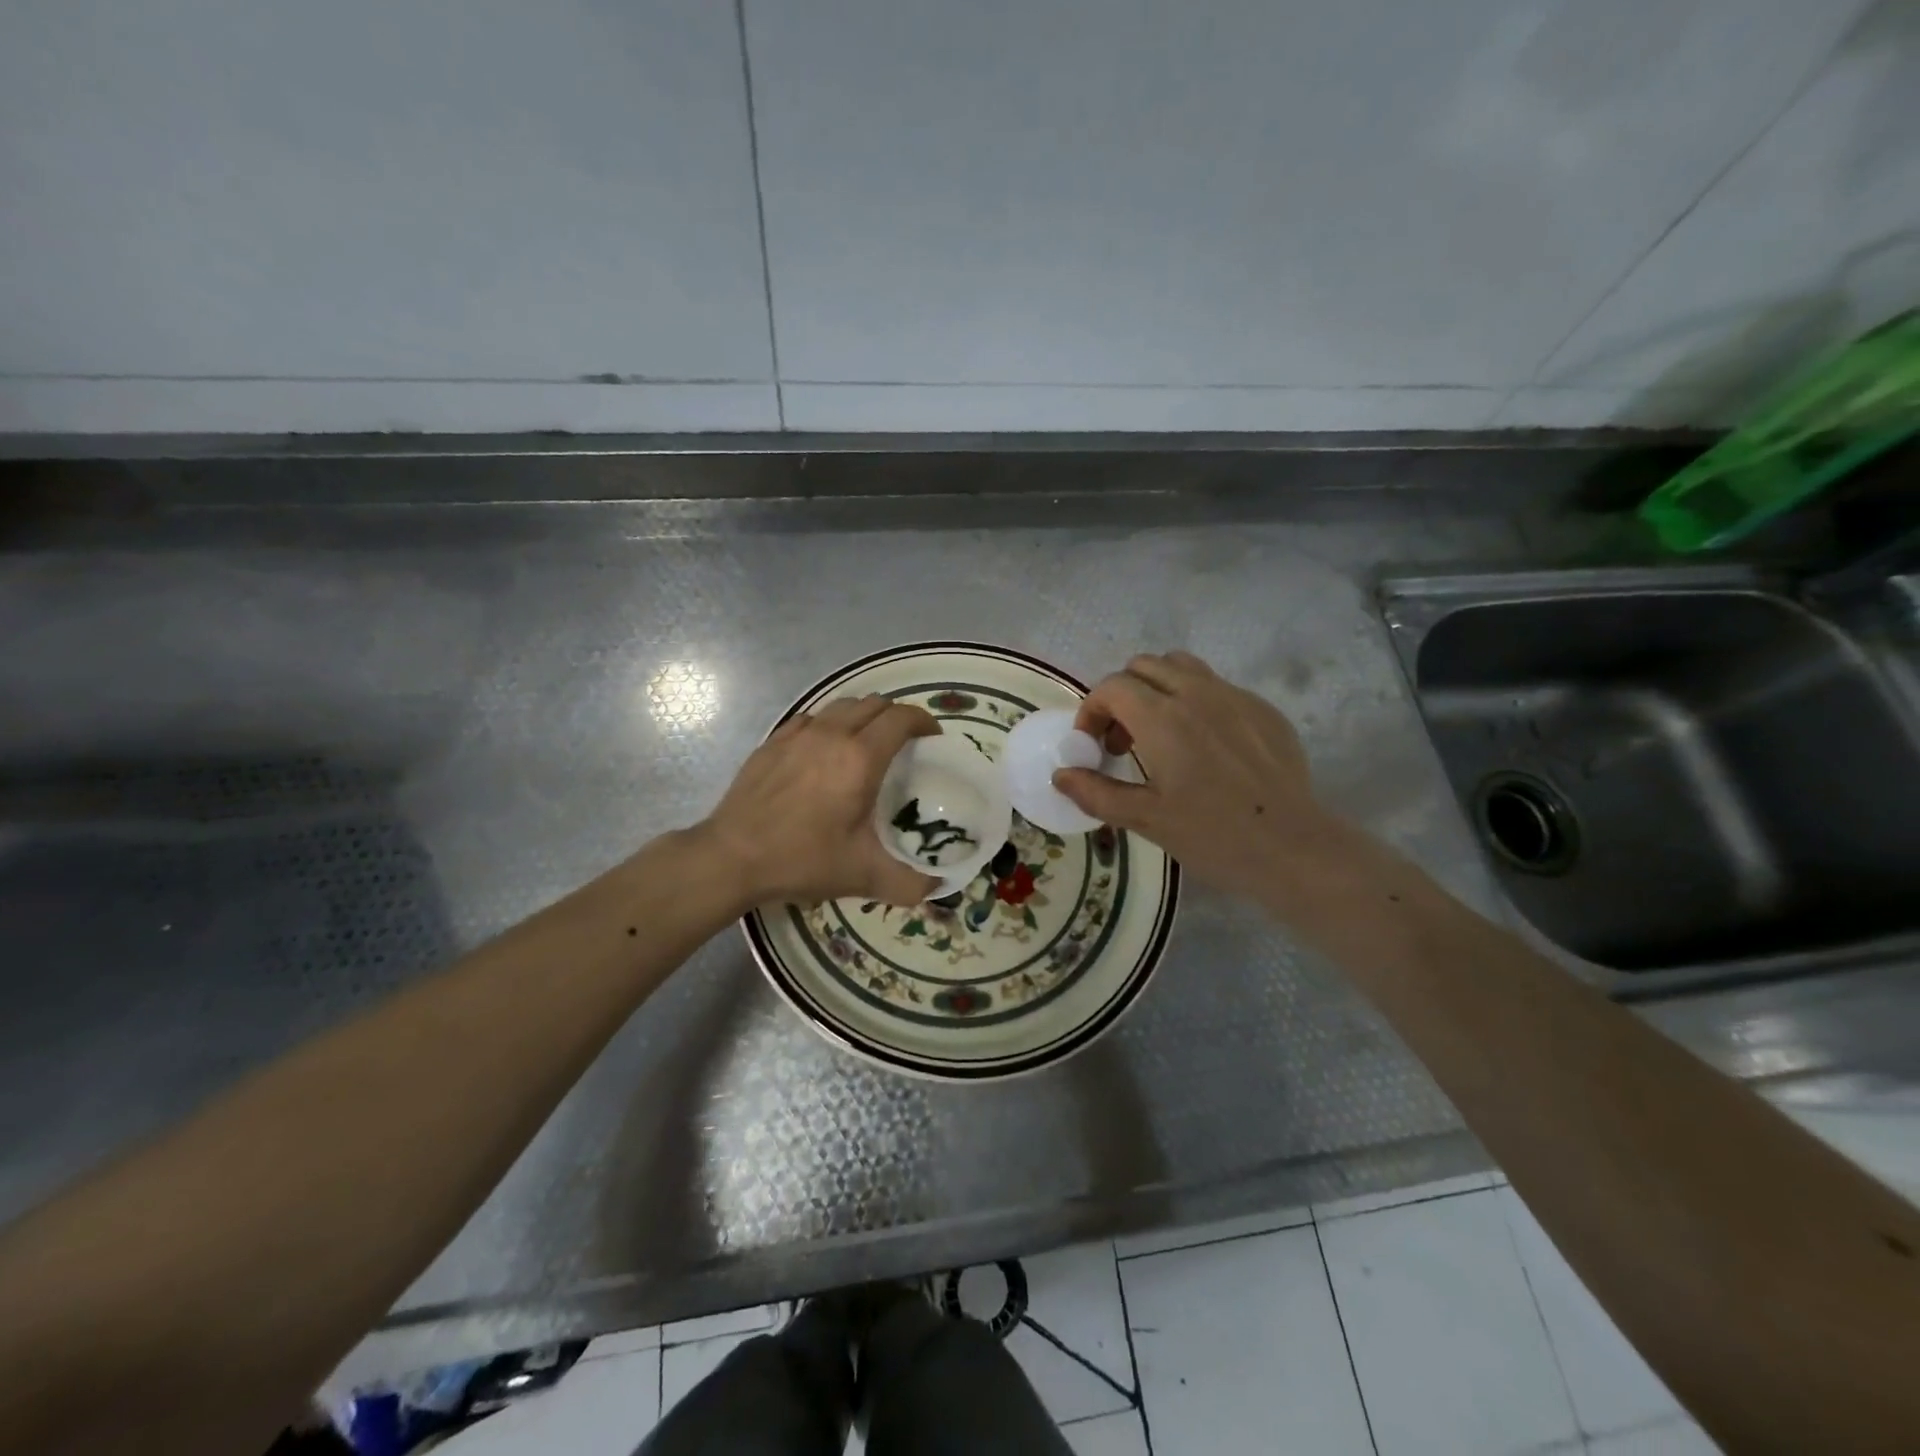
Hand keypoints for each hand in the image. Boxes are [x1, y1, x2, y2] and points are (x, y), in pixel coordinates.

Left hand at [699, 695, 942, 907]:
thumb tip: (937, 886)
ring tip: (866, 743)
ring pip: (841, 706)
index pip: (902, 718)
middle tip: (904, 743)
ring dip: (863, 716)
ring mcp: (798, 734)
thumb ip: (909, 883)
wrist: (731, 857)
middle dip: (896, 717)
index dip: (923, 722)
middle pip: (874, 704)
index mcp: (860, 758)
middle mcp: (831, 735)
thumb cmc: (802, 860)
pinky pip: (811, 718)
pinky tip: (824, 751)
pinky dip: (828, 725)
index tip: (932, 739)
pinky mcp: (773, 741)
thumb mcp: (863, 876)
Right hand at [1053, 651, 1347, 901]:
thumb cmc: (1213, 835)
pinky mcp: (1262, 709)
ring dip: (1157, 689)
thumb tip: (1061, 775)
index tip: (1093, 745)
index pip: (1112, 687)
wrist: (1293, 847)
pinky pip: (1217, 686)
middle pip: (1143, 666)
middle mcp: (1196, 694)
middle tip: (1122, 740)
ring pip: (1182, 667)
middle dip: (1122, 696)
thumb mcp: (1145, 819)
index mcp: (1162, 718)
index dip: (1092, 711)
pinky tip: (1205, 747)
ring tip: (1159, 732)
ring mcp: (1234, 696)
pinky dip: (1195, 702)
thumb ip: (1096, 792)